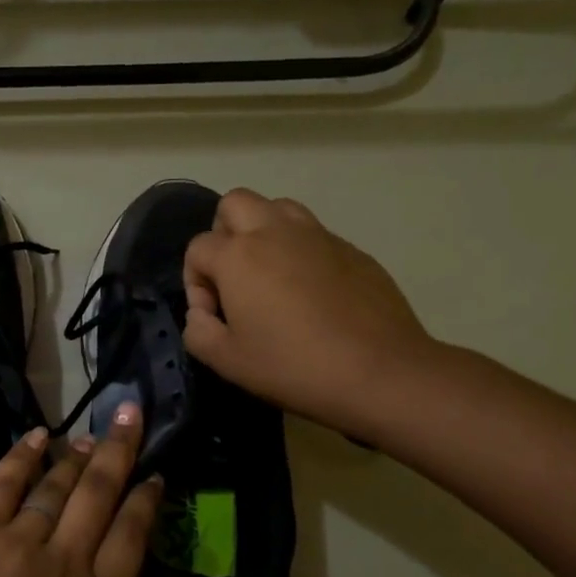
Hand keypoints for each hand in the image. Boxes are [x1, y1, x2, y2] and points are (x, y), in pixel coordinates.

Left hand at [0, 403, 162, 576]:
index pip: (132, 541)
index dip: (146, 504)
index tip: (155, 477)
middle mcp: (66, 565)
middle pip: (100, 496)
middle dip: (121, 453)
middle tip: (132, 417)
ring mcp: (18, 543)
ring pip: (56, 487)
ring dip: (76, 457)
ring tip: (91, 434)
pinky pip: (4, 484)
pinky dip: (23, 457)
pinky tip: (38, 437)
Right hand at [182, 189, 433, 434]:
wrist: (380, 372)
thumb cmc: (293, 366)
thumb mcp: (226, 361)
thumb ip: (198, 330)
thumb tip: (203, 313)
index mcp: (239, 256)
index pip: (197, 248)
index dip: (195, 282)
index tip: (213, 315)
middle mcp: (275, 232)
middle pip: (235, 204)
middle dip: (223, 234)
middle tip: (234, 277)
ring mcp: (318, 236)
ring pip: (278, 207)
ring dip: (263, 231)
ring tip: (270, 275)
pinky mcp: (352, 249)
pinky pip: (314, 235)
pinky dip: (301, 252)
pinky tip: (311, 293)